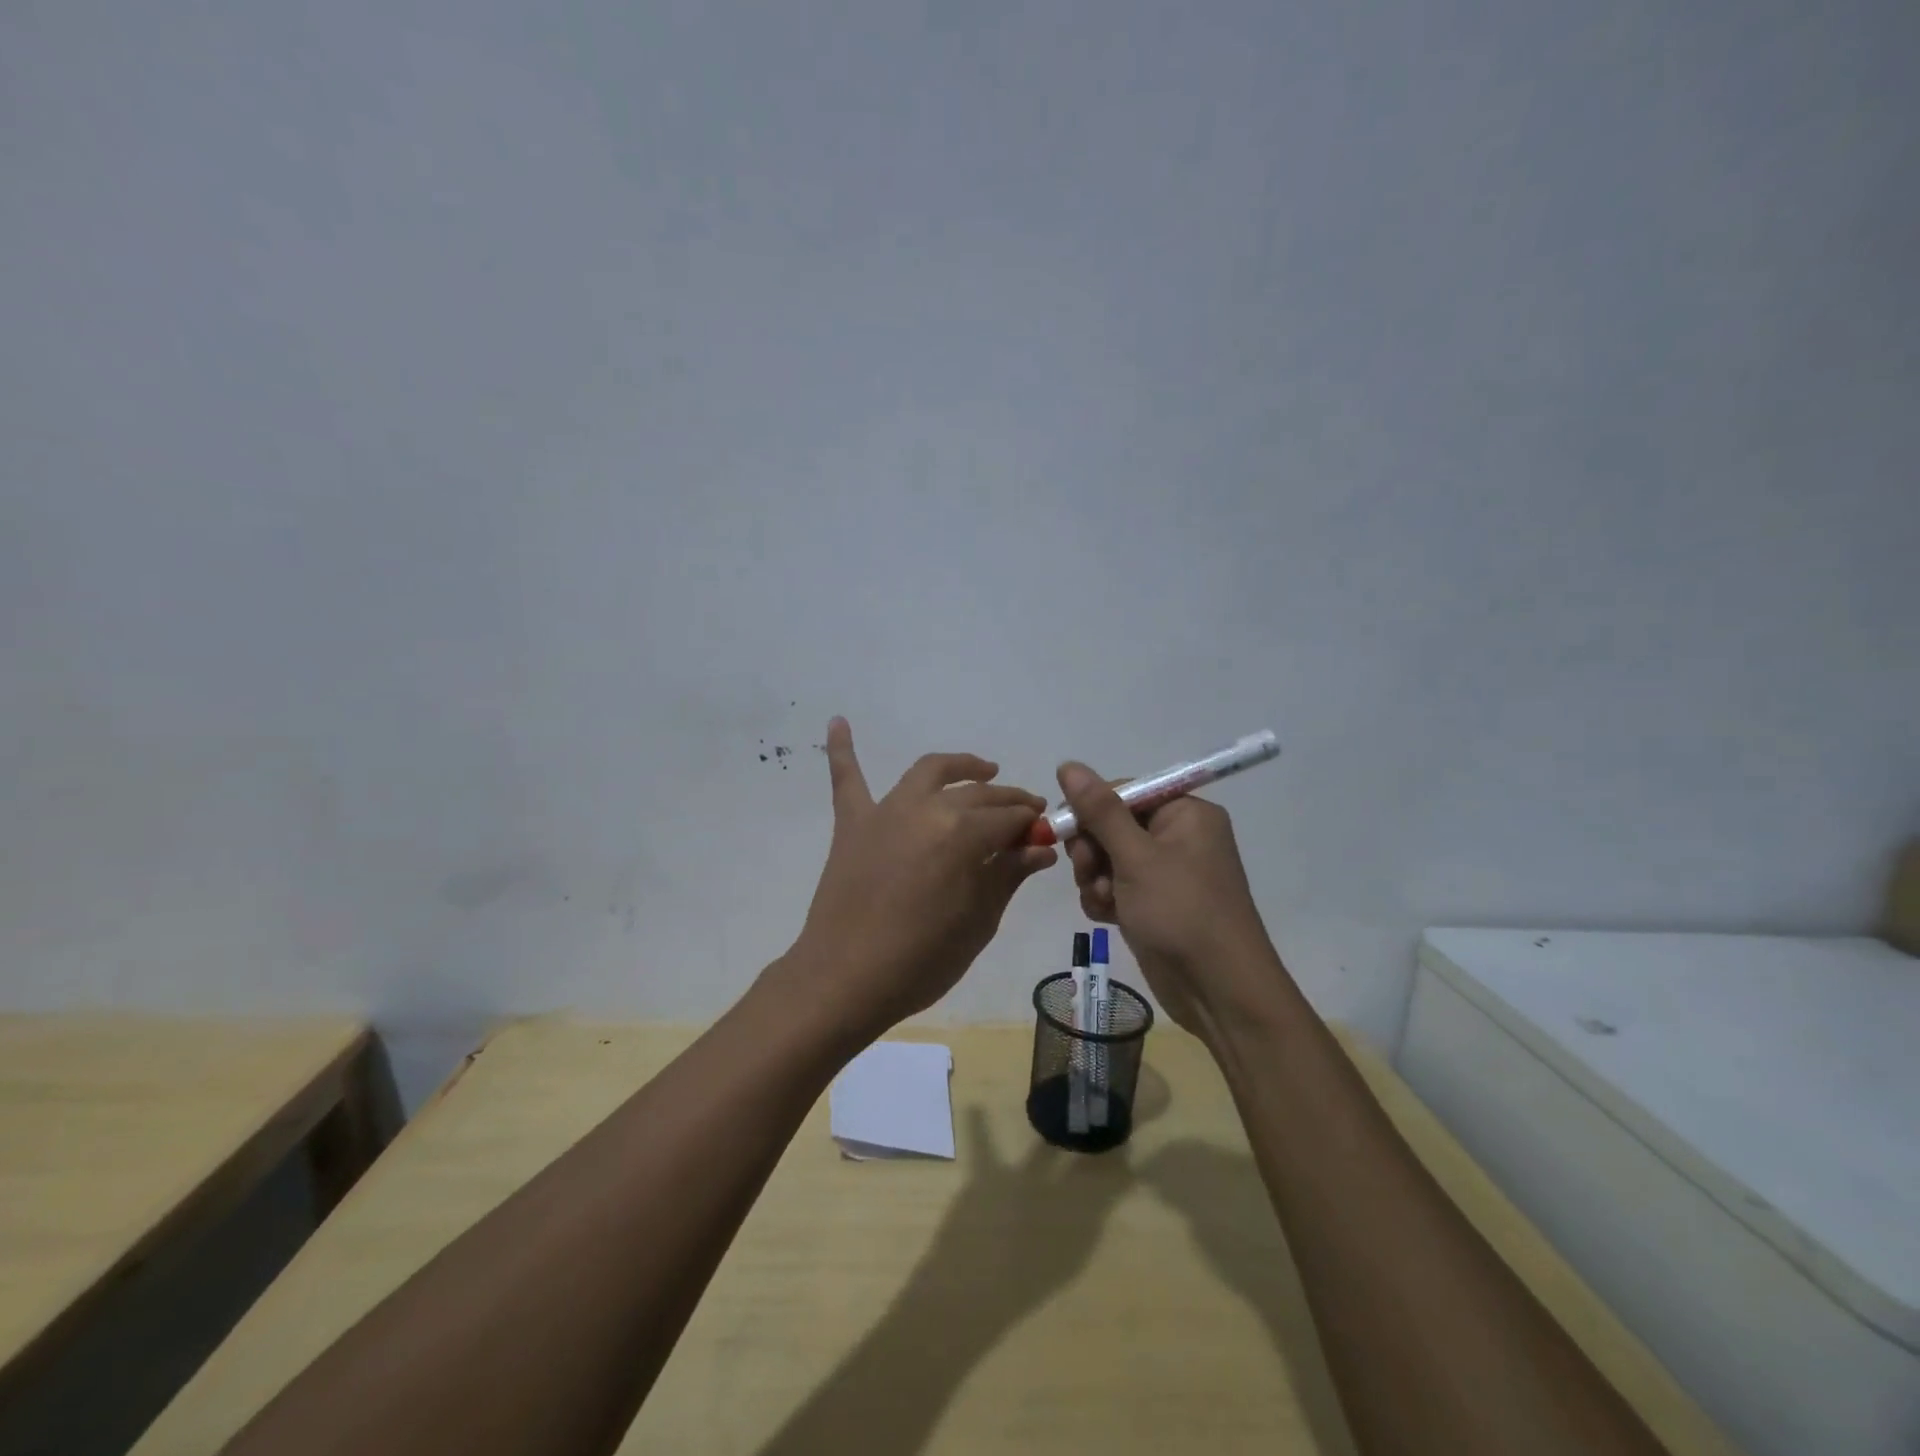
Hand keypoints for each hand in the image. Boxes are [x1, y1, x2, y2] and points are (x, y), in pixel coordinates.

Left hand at [780, 718, 1057, 1038]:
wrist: (845, 980)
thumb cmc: (921, 960)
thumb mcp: (978, 922)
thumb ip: (1008, 875)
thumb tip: (1039, 848)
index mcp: (963, 833)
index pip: (1008, 818)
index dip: (1031, 824)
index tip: (1045, 829)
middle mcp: (926, 808)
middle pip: (976, 794)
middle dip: (1006, 800)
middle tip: (1024, 813)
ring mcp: (885, 811)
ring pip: (928, 772)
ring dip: (959, 766)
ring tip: (981, 768)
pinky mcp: (852, 823)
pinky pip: (847, 780)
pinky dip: (842, 750)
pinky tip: (837, 721)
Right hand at [1054, 762, 1280, 1043]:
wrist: (1218, 991)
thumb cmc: (1181, 912)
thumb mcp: (1136, 857)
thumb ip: (1100, 811)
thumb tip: (1069, 764)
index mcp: (1185, 813)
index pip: (1124, 791)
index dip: (1092, 809)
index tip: (1067, 830)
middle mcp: (1178, 836)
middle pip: (1112, 824)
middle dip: (1092, 849)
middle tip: (1087, 871)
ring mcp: (1166, 872)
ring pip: (1108, 858)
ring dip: (1095, 878)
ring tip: (1103, 900)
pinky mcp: (1154, 903)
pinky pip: (1116, 886)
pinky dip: (1106, 898)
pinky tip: (1108, 917)